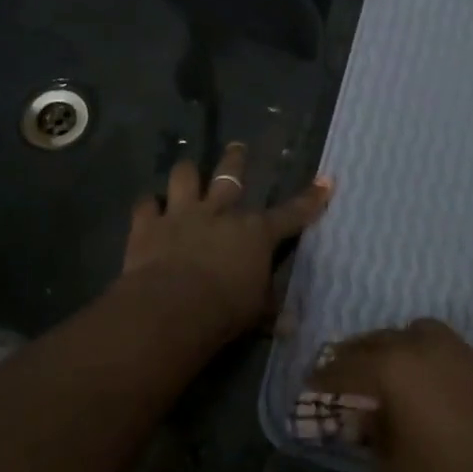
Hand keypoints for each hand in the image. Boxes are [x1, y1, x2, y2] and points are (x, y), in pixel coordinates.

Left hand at [122, 143, 332, 341]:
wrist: (172, 308)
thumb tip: (290, 324)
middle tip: (237, 147)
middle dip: (236, 159)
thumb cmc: (225, 311)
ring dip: (187, 173)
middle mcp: (220, 213)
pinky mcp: (148, 225)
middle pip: (231, 175)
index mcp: (255, 233)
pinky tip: (148, 208)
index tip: (326, 180)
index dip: (311, 199)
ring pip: (184, 176)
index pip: (291, 213)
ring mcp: (181, 214)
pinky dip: (148, 206)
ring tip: (187, 172)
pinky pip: (146, 204)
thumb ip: (269, 310)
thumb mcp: (256, 314)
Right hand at [303, 319, 472, 471]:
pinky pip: (425, 342)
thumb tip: (359, 425)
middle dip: (343, 364)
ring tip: (370, 379)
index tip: (303, 399)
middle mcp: (412, 342)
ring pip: (396, 336)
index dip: (315, 388)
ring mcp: (447, 343)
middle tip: (331, 386)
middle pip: (364, 345)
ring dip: (377, 353)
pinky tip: (411, 379)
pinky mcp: (472, 354)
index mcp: (387, 367)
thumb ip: (366, 444)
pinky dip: (407, 353)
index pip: (336, 372)